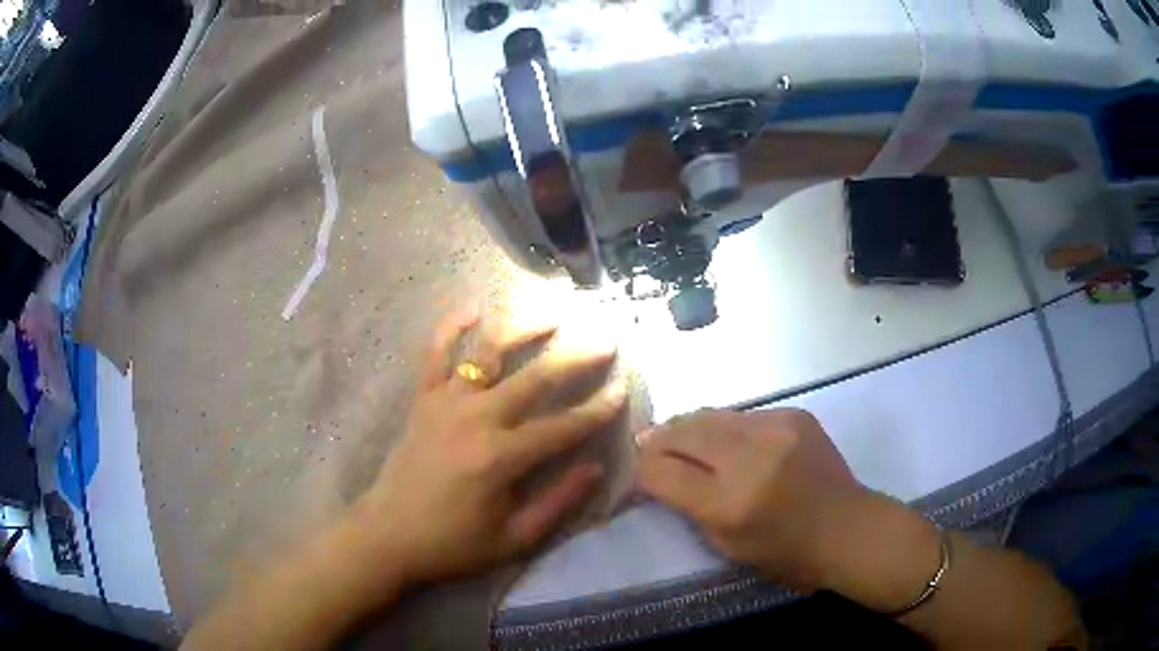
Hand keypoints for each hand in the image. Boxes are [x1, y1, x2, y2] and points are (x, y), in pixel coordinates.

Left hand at [350, 310, 626, 586]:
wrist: (387, 535)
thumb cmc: (453, 544)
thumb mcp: (513, 539)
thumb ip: (558, 503)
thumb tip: (595, 469)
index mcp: (501, 457)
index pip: (562, 426)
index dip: (597, 408)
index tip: (623, 388)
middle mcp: (476, 419)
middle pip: (534, 379)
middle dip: (575, 358)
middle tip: (604, 339)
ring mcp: (445, 403)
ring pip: (488, 353)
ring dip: (522, 329)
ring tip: (551, 313)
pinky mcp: (422, 400)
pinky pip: (435, 354)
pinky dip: (451, 327)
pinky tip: (471, 308)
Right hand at [636, 408, 868, 592]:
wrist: (847, 527)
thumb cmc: (785, 553)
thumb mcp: (727, 546)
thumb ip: (690, 507)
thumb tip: (658, 475)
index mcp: (729, 502)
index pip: (664, 473)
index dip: (642, 469)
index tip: (634, 468)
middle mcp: (750, 457)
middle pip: (685, 433)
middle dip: (659, 437)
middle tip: (644, 440)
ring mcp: (775, 429)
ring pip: (712, 415)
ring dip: (688, 426)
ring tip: (675, 432)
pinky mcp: (794, 414)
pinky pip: (744, 415)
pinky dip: (726, 426)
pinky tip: (724, 437)